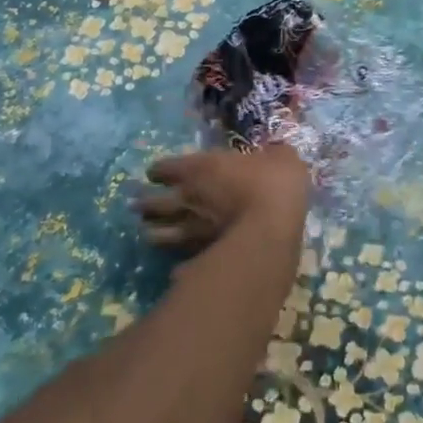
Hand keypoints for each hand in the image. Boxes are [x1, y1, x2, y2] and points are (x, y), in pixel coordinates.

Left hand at [136, 142, 310, 250]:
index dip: (159, 171)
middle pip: (153, 203)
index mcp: (199, 168)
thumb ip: (275, 154)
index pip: (165, 167)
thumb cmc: (273, 182)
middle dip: (145, 203)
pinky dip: (175, 265)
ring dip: (152, 233)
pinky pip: (179, 262)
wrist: (273, 228)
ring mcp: (191, 231)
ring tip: (148, 234)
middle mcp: (187, 198)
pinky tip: (175, 270)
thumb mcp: (282, 157)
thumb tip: (277, 152)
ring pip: (159, 234)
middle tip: (140, 204)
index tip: (157, 173)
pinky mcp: (200, 257)